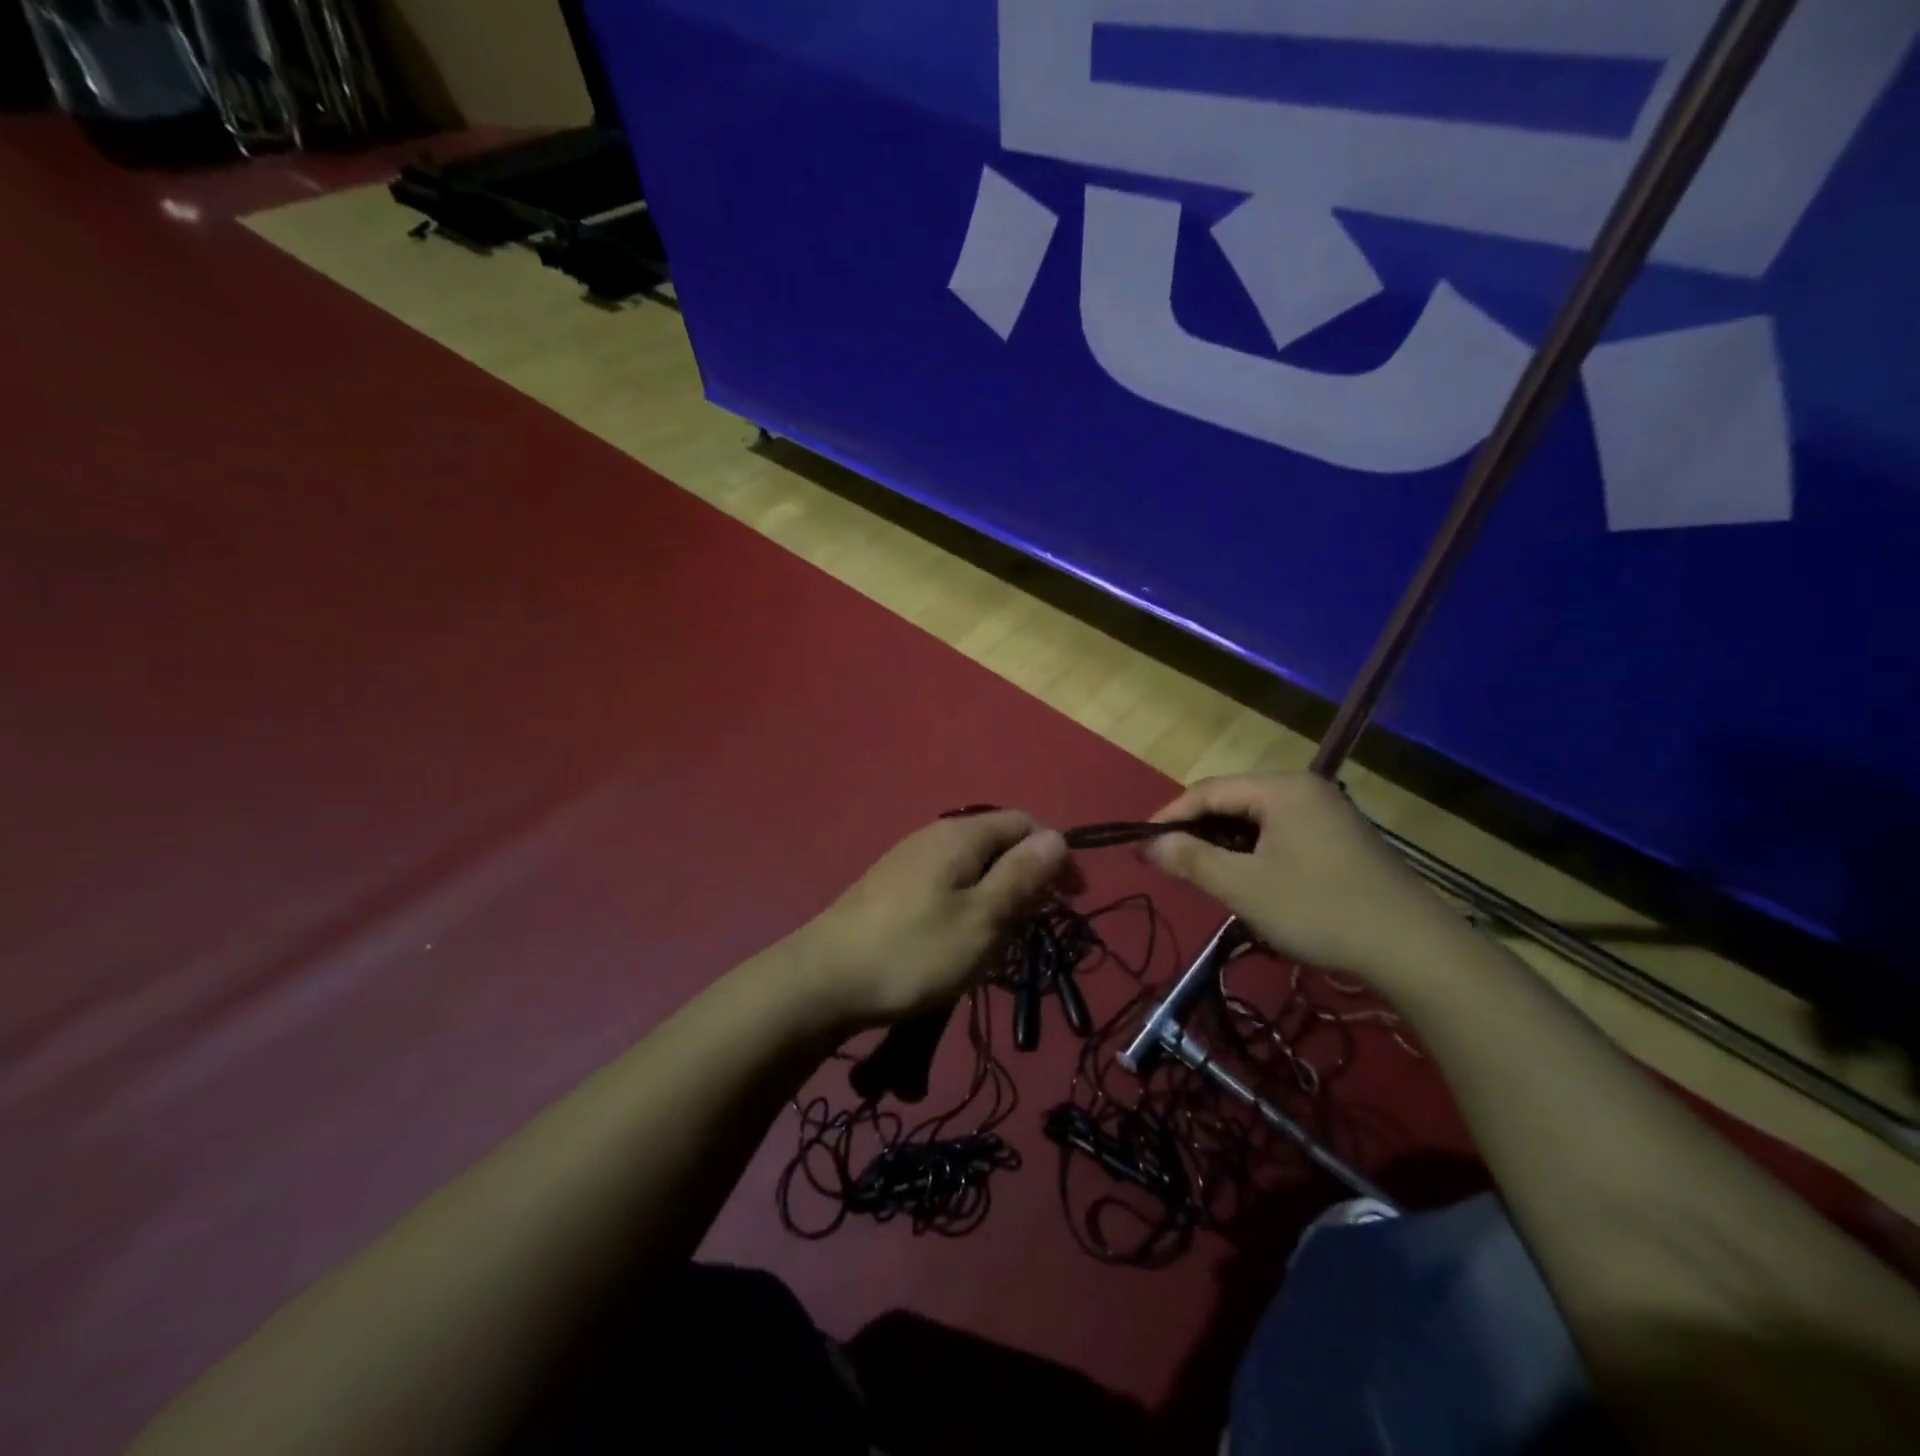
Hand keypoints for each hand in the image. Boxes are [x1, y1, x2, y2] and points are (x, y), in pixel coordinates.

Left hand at [795, 811, 1068, 1026]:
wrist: (825, 980)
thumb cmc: (915, 951)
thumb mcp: (983, 918)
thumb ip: (1022, 876)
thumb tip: (1057, 837)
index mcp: (961, 835)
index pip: (1024, 823)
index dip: (1055, 855)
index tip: (1071, 900)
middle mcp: (934, 836)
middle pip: (997, 843)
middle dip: (1025, 879)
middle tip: (1032, 928)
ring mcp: (908, 860)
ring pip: (972, 868)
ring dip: (996, 897)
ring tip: (998, 941)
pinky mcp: (891, 887)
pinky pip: (946, 885)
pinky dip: (967, 906)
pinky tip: (958, 940)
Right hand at [1144, 774, 1448, 979]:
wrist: (1414, 948)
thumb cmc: (1319, 909)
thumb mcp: (1244, 887)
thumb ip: (1191, 860)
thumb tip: (1150, 844)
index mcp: (1280, 788)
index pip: (1207, 790)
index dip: (1169, 816)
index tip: (1142, 844)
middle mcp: (1304, 788)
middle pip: (1233, 800)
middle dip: (1198, 830)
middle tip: (1171, 862)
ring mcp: (1327, 811)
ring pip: (1257, 819)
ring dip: (1226, 843)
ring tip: (1204, 874)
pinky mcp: (1341, 838)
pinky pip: (1282, 832)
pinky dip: (1255, 851)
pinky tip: (1249, 879)